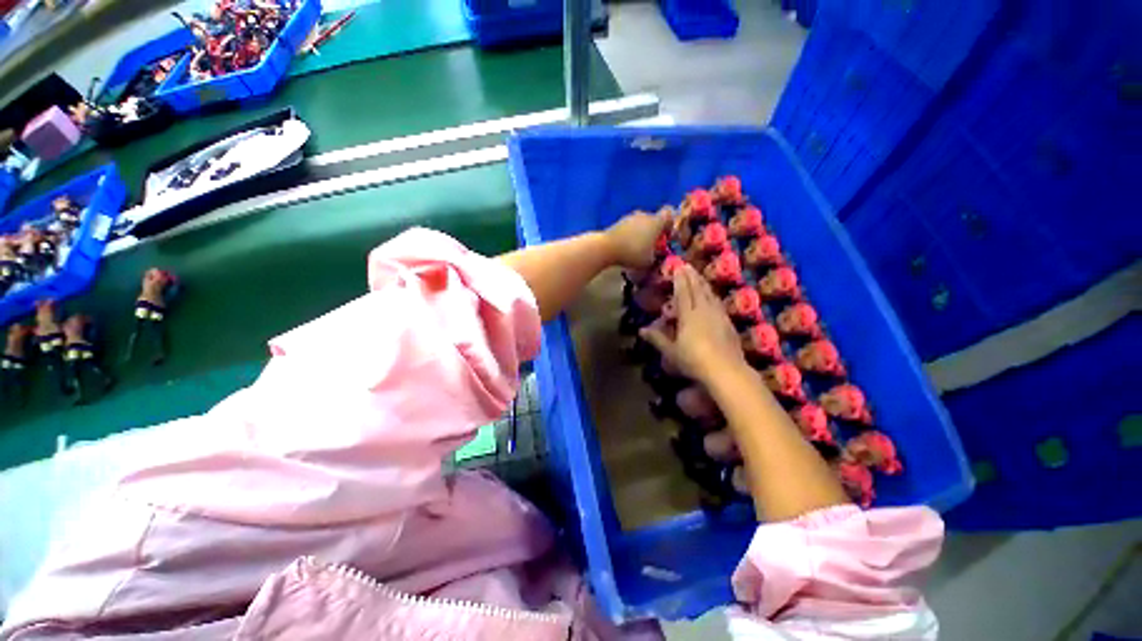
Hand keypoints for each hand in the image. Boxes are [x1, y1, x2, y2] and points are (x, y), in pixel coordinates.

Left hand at [604, 209, 671, 269]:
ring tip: (638, 249)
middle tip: (652, 246)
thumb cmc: (633, 253)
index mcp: (656, 222)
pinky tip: (627, 247)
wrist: (606, 247)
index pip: (669, 214)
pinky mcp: (618, 222)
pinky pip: (630, 227)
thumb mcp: (650, 261)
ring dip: (642, 233)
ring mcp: (630, 217)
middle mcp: (644, 215)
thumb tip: (657, 254)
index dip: (670, 224)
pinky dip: (631, 235)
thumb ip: (657, 256)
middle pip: (654, 220)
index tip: (667, 236)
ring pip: (641, 223)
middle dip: (654, 232)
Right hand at [639, 264, 745, 384]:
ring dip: (703, 283)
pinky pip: (718, 303)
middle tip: (687, 265)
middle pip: (697, 289)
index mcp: (688, 315)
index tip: (678, 266)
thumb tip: (641, 330)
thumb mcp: (671, 351)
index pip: (683, 293)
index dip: (680, 279)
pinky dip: (713, 295)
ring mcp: (718, 316)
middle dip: (692, 276)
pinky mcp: (728, 323)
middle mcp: (704, 311)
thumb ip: (657, 338)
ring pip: (709, 294)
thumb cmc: (694, 360)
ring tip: (698, 275)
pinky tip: (713, 296)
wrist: (726, 370)